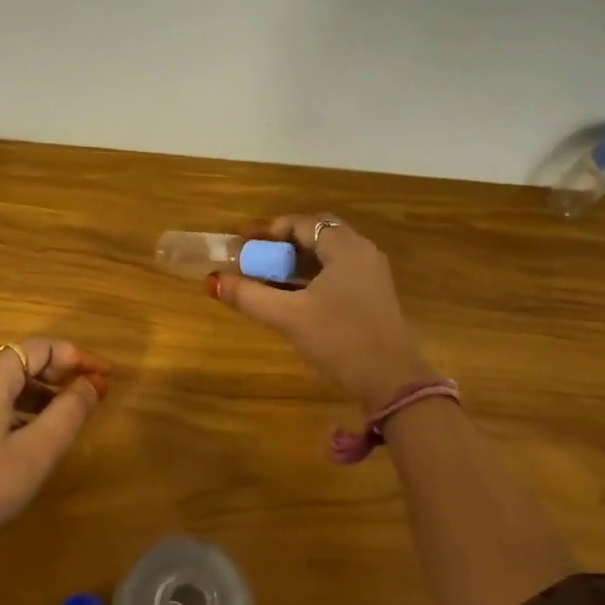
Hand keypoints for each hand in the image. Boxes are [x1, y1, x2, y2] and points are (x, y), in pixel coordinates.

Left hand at [0, 337, 111, 559]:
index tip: (108, 376)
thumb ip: (68, 412)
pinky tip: (37, 436)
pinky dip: (22, 409)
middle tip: (94, 394)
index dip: (79, 357)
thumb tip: (91, 384)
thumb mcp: (35, 452)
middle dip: (62, 373)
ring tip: (72, 416)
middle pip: (23, 360)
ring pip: (8, 383)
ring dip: (43, 392)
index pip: (41, 347)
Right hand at [211, 214, 432, 410]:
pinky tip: (289, 298)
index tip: (242, 246)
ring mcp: (370, 275)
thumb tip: (213, 282)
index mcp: (345, 247)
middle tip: (253, 260)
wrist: (391, 381)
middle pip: (315, 235)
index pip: (302, 223)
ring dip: (294, 264)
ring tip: (264, 279)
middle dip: (281, 245)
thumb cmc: (339, 339)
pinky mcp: (371, 297)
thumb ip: (249, 295)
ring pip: (326, 257)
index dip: (268, 231)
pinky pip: (336, 274)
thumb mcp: (289, 316)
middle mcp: (361, 252)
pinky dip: (310, 278)